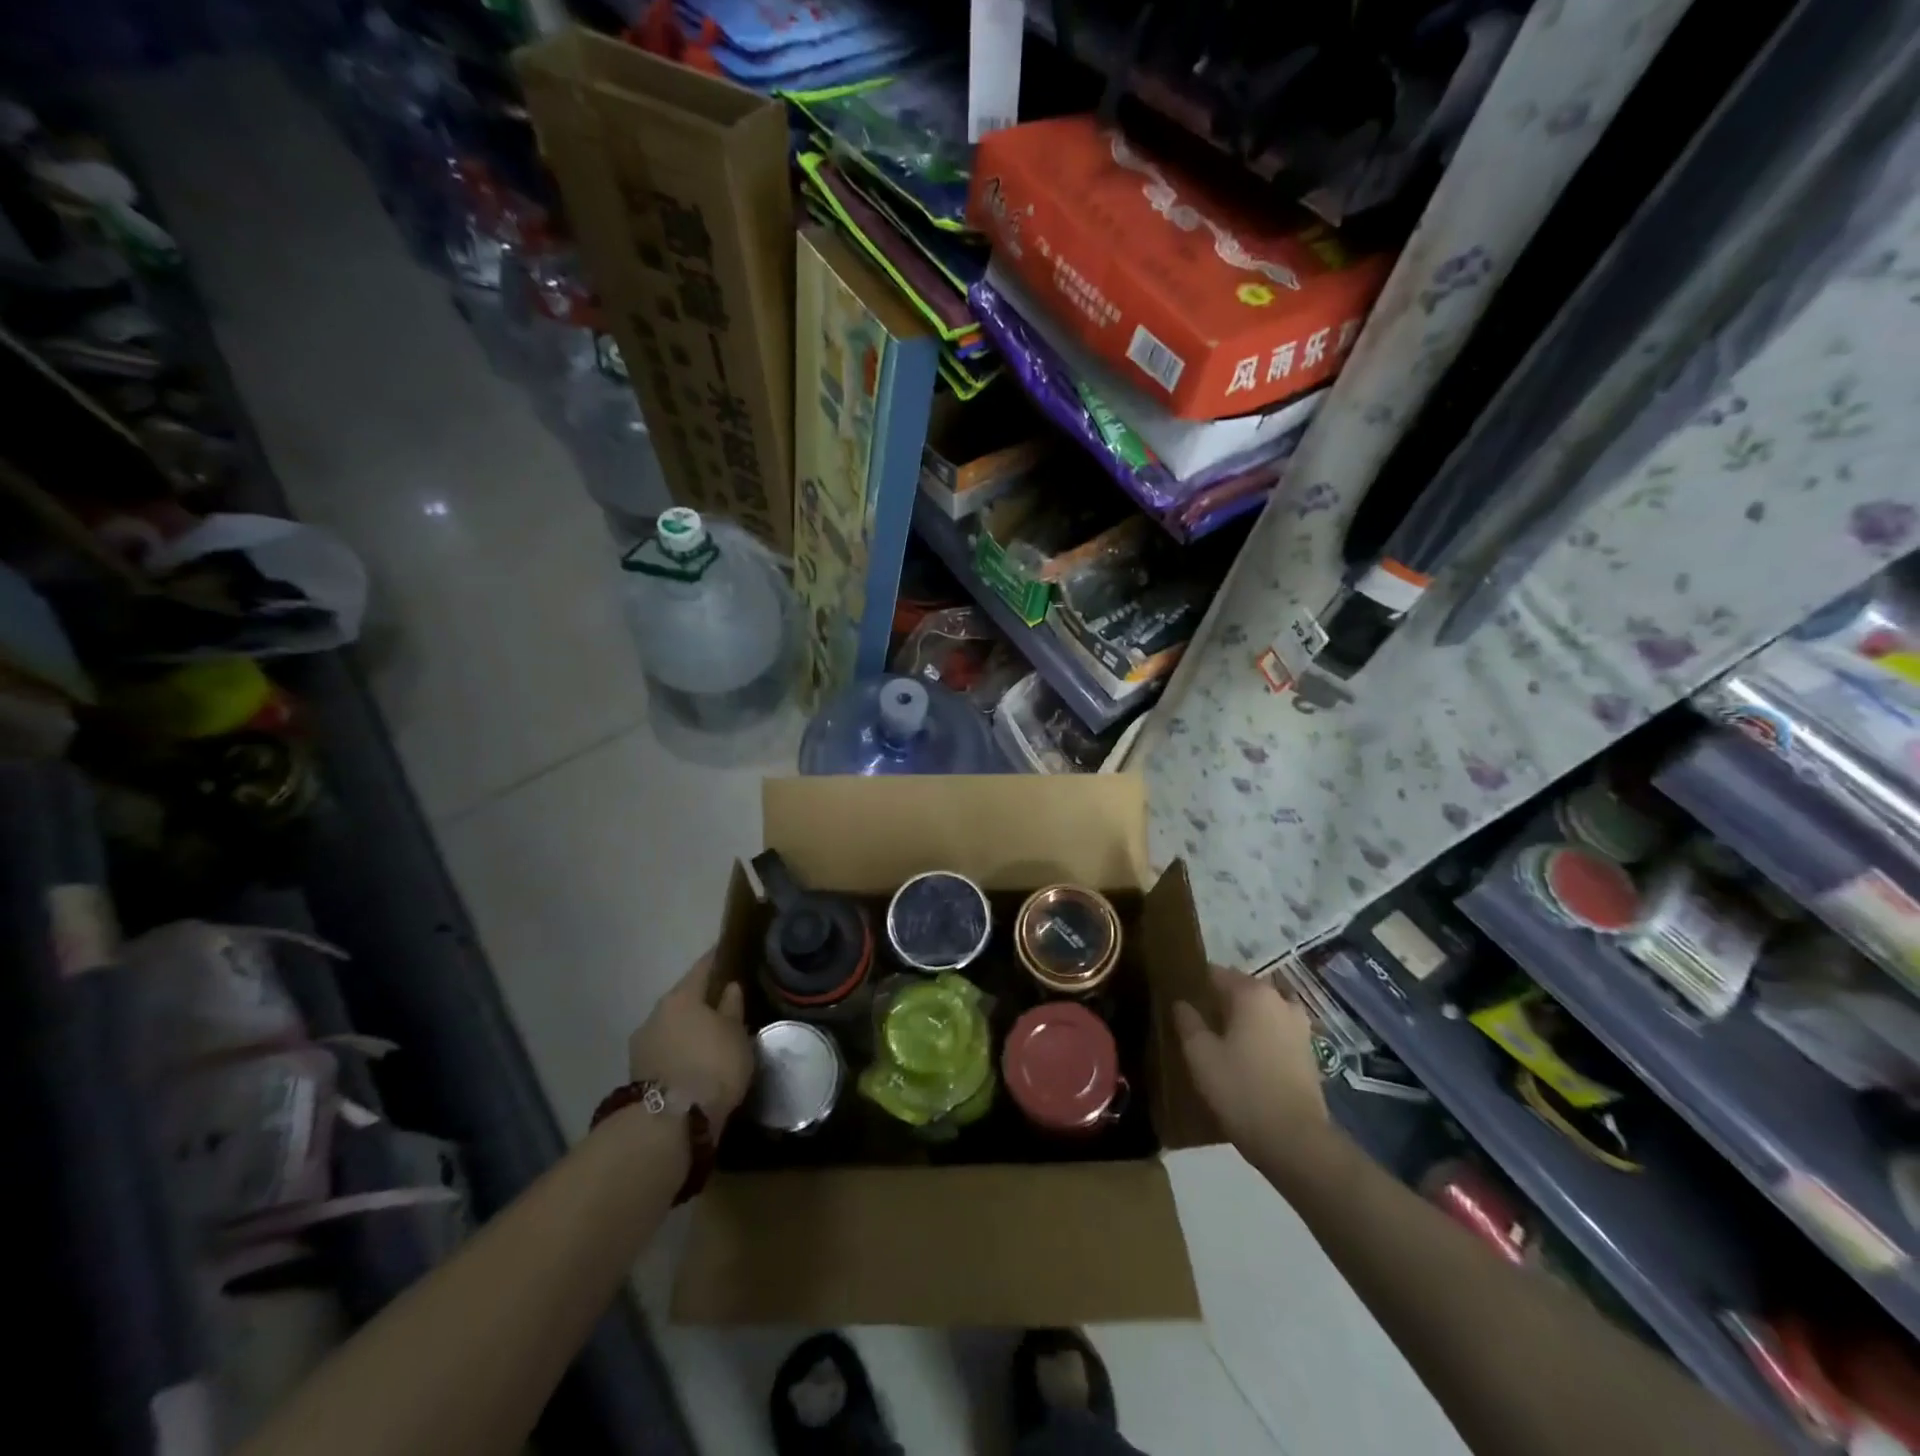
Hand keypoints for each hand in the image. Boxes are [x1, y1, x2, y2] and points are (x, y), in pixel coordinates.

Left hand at [627, 955, 753, 1124]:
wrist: (669, 1125)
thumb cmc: (712, 1066)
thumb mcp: (736, 1035)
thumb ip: (732, 1008)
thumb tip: (730, 988)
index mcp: (681, 996)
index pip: (703, 967)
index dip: (718, 959)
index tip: (729, 952)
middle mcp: (656, 1013)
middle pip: (684, 999)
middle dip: (702, 999)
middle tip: (725, 1002)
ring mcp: (642, 1045)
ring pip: (672, 1026)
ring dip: (689, 1029)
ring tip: (711, 1037)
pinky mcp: (638, 1074)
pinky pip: (666, 1051)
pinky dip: (680, 1051)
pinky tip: (695, 1060)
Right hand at [1173, 966, 1329, 1163]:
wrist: (1296, 1141)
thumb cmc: (1241, 1089)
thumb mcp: (1200, 1055)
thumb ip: (1188, 1022)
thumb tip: (1182, 1003)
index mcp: (1252, 993)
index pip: (1217, 973)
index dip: (1196, 983)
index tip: (1182, 998)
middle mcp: (1280, 1000)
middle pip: (1242, 989)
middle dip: (1221, 1001)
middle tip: (1198, 1021)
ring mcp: (1300, 1026)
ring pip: (1262, 1011)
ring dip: (1244, 1019)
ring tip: (1223, 1040)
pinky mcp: (1309, 1053)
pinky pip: (1277, 1032)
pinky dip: (1262, 1037)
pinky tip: (1247, 1058)